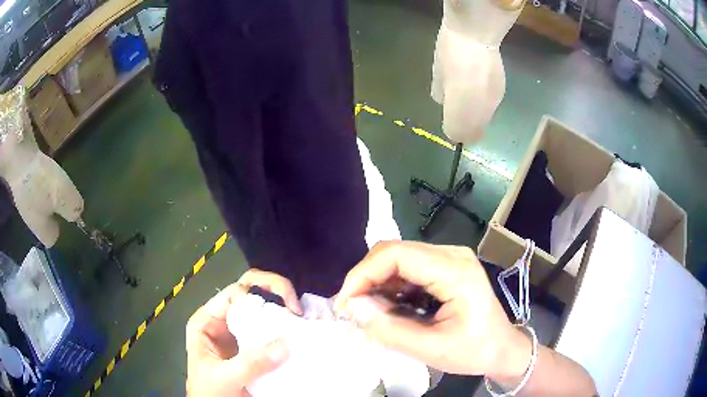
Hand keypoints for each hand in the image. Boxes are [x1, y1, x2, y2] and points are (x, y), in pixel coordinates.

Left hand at [186, 269, 301, 395]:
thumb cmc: (209, 391)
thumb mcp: (224, 376)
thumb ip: (251, 362)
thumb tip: (286, 343)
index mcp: (208, 321)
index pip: (232, 294)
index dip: (254, 297)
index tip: (274, 313)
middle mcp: (225, 322)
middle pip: (249, 293)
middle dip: (274, 291)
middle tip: (295, 307)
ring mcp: (241, 334)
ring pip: (263, 309)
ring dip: (283, 308)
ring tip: (300, 318)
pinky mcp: (255, 347)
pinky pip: (272, 330)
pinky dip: (286, 326)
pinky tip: (299, 332)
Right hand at [334, 241, 531, 379]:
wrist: (503, 349)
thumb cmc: (475, 351)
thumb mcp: (432, 349)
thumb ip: (390, 329)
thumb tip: (353, 307)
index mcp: (455, 271)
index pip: (396, 254)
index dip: (363, 274)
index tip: (345, 303)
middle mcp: (451, 255)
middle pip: (394, 253)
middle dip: (367, 280)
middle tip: (354, 311)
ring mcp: (449, 258)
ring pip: (398, 260)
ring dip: (377, 284)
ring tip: (371, 314)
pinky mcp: (445, 267)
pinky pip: (407, 269)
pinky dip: (391, 288)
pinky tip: (390, 309)